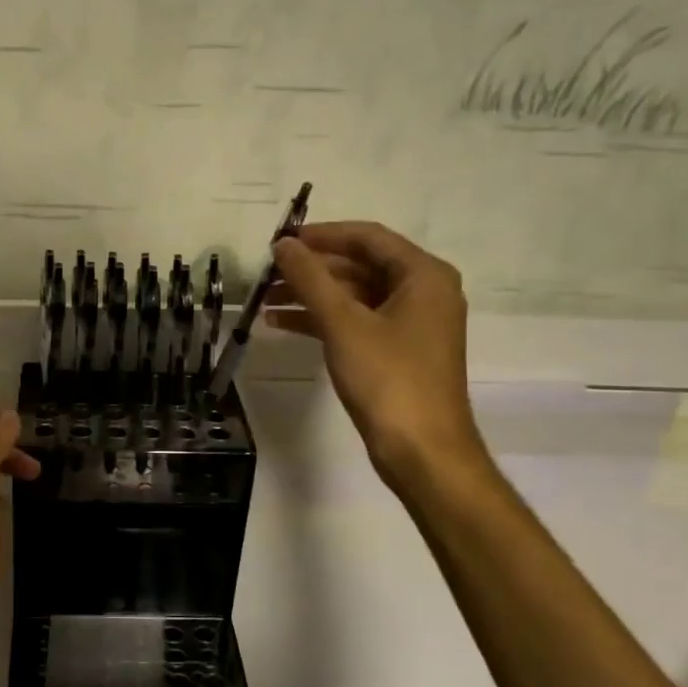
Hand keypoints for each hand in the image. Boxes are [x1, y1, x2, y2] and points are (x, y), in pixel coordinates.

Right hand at [266, 221, 486, 486]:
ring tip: (264, 300)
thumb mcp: (343, 324)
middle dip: (311, 269)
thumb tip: (282, 244)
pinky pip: (356, 322)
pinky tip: (282, 324)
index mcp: (424, 275)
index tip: (281, 240)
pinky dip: (322, 321)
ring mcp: (411, 324)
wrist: (422, 451)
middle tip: (267, 272)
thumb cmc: (388, 378)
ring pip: (354, 296)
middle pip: (359, 266)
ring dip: (311, 296)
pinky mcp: (398, 352)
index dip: (322, 235)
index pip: (367, 237)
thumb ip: (311, 279)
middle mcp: (423, 292)